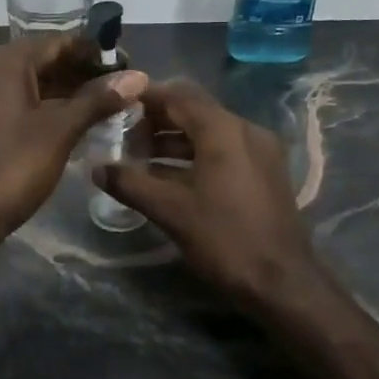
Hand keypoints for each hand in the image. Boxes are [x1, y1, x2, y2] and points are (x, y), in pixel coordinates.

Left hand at [0, 35, 147, 245]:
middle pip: (42, 60)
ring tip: (102, 108)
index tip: (128, 68)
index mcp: (5, 62)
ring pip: (28, 84)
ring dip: (63, 92)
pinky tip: (68, 124)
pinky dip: (42, 107)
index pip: (59, 42)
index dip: (95, 53)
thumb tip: (137, 76)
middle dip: (81, 73)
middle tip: (119, 91)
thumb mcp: (61, 131)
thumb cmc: (13, 167)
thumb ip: (98, 100)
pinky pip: (14, 103)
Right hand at [92, 80, 321, 306]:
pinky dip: (195, 156)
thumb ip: (131, 184)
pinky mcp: (265, 173)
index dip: (146, 97)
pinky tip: (169, 177)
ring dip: (175, 140)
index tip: (116, 104)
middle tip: (123, 133)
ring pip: (209, 133)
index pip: (179, 96)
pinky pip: (224, 151)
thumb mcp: (171, 211)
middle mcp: (246, 131)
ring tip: (139, 156)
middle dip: (158, 120)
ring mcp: (260, 152)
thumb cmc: (224, 239)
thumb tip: (97, 168)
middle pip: (195, 111)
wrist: (281, 281)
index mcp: (224, 131)